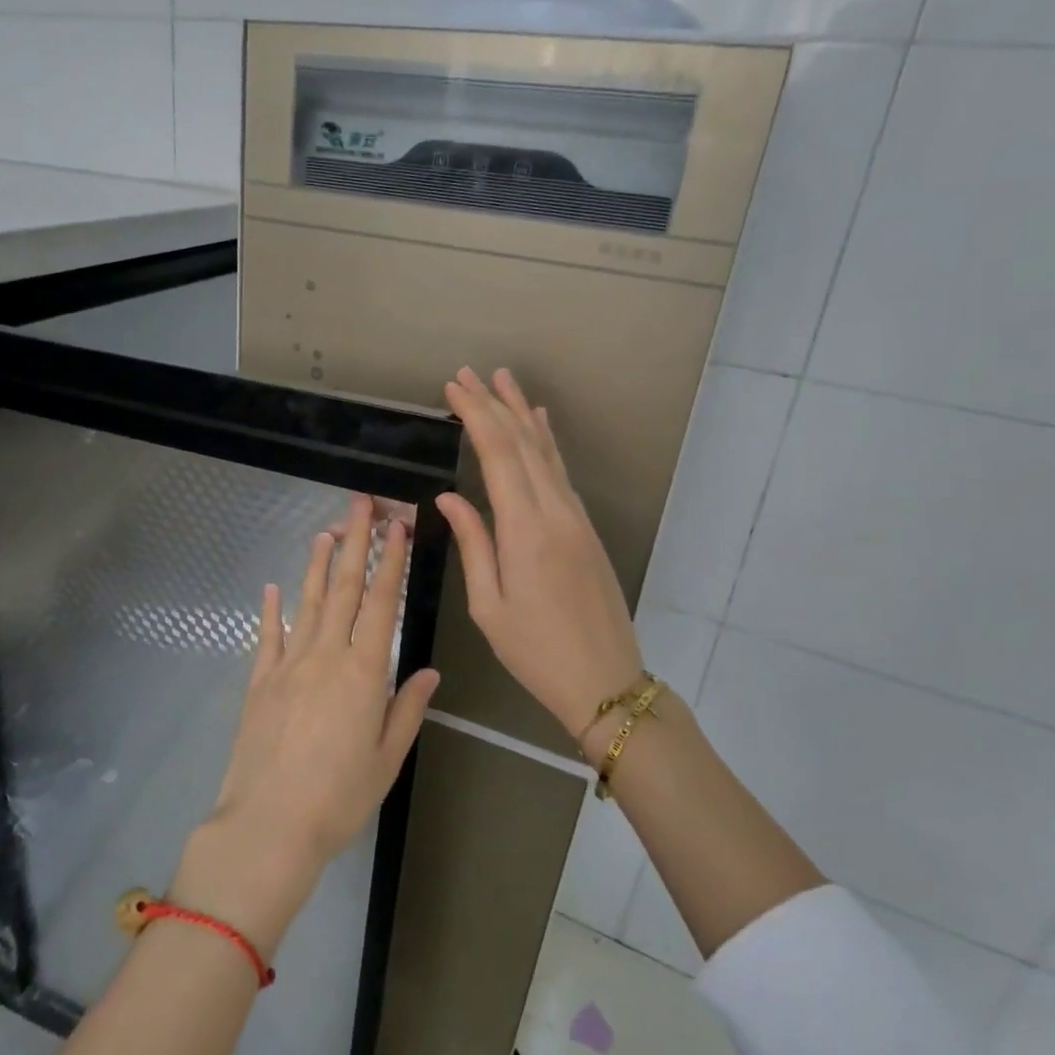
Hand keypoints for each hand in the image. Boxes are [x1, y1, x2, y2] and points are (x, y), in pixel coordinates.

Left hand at [180, 496, 439, 950]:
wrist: (268, 826)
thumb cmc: (338, 799)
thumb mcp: (386, 759)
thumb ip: (407, 708)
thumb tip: (427, 670)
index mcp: (363, 672)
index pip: (382, 603)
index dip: (391, 561)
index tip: (398, 527)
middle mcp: (326, 655)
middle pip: (344, 588)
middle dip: (356, 542)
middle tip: (361, 503)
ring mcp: (288, 664)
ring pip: (308, 602)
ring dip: (318, 564)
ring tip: (326, 530)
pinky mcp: (259, 681)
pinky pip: (268, 635)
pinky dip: (271, 608)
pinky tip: (272, 586)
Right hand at [436, 368, 645, 742]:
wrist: (606, 681)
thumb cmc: (535, 652)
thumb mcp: (489, 606)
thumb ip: (473, 543)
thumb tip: (449, 496)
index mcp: (525, 531)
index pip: (498, 456)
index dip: (476, 416)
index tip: (454, 388)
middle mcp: (555, 513)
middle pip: (524, 444)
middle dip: (494, 404)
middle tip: (468, 373)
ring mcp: (575, 518)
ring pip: (546, 453)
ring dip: (523, 414)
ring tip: (503, 381)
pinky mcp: (585, 528)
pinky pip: (561, 472)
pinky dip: (546, 442)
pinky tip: (540, 424)